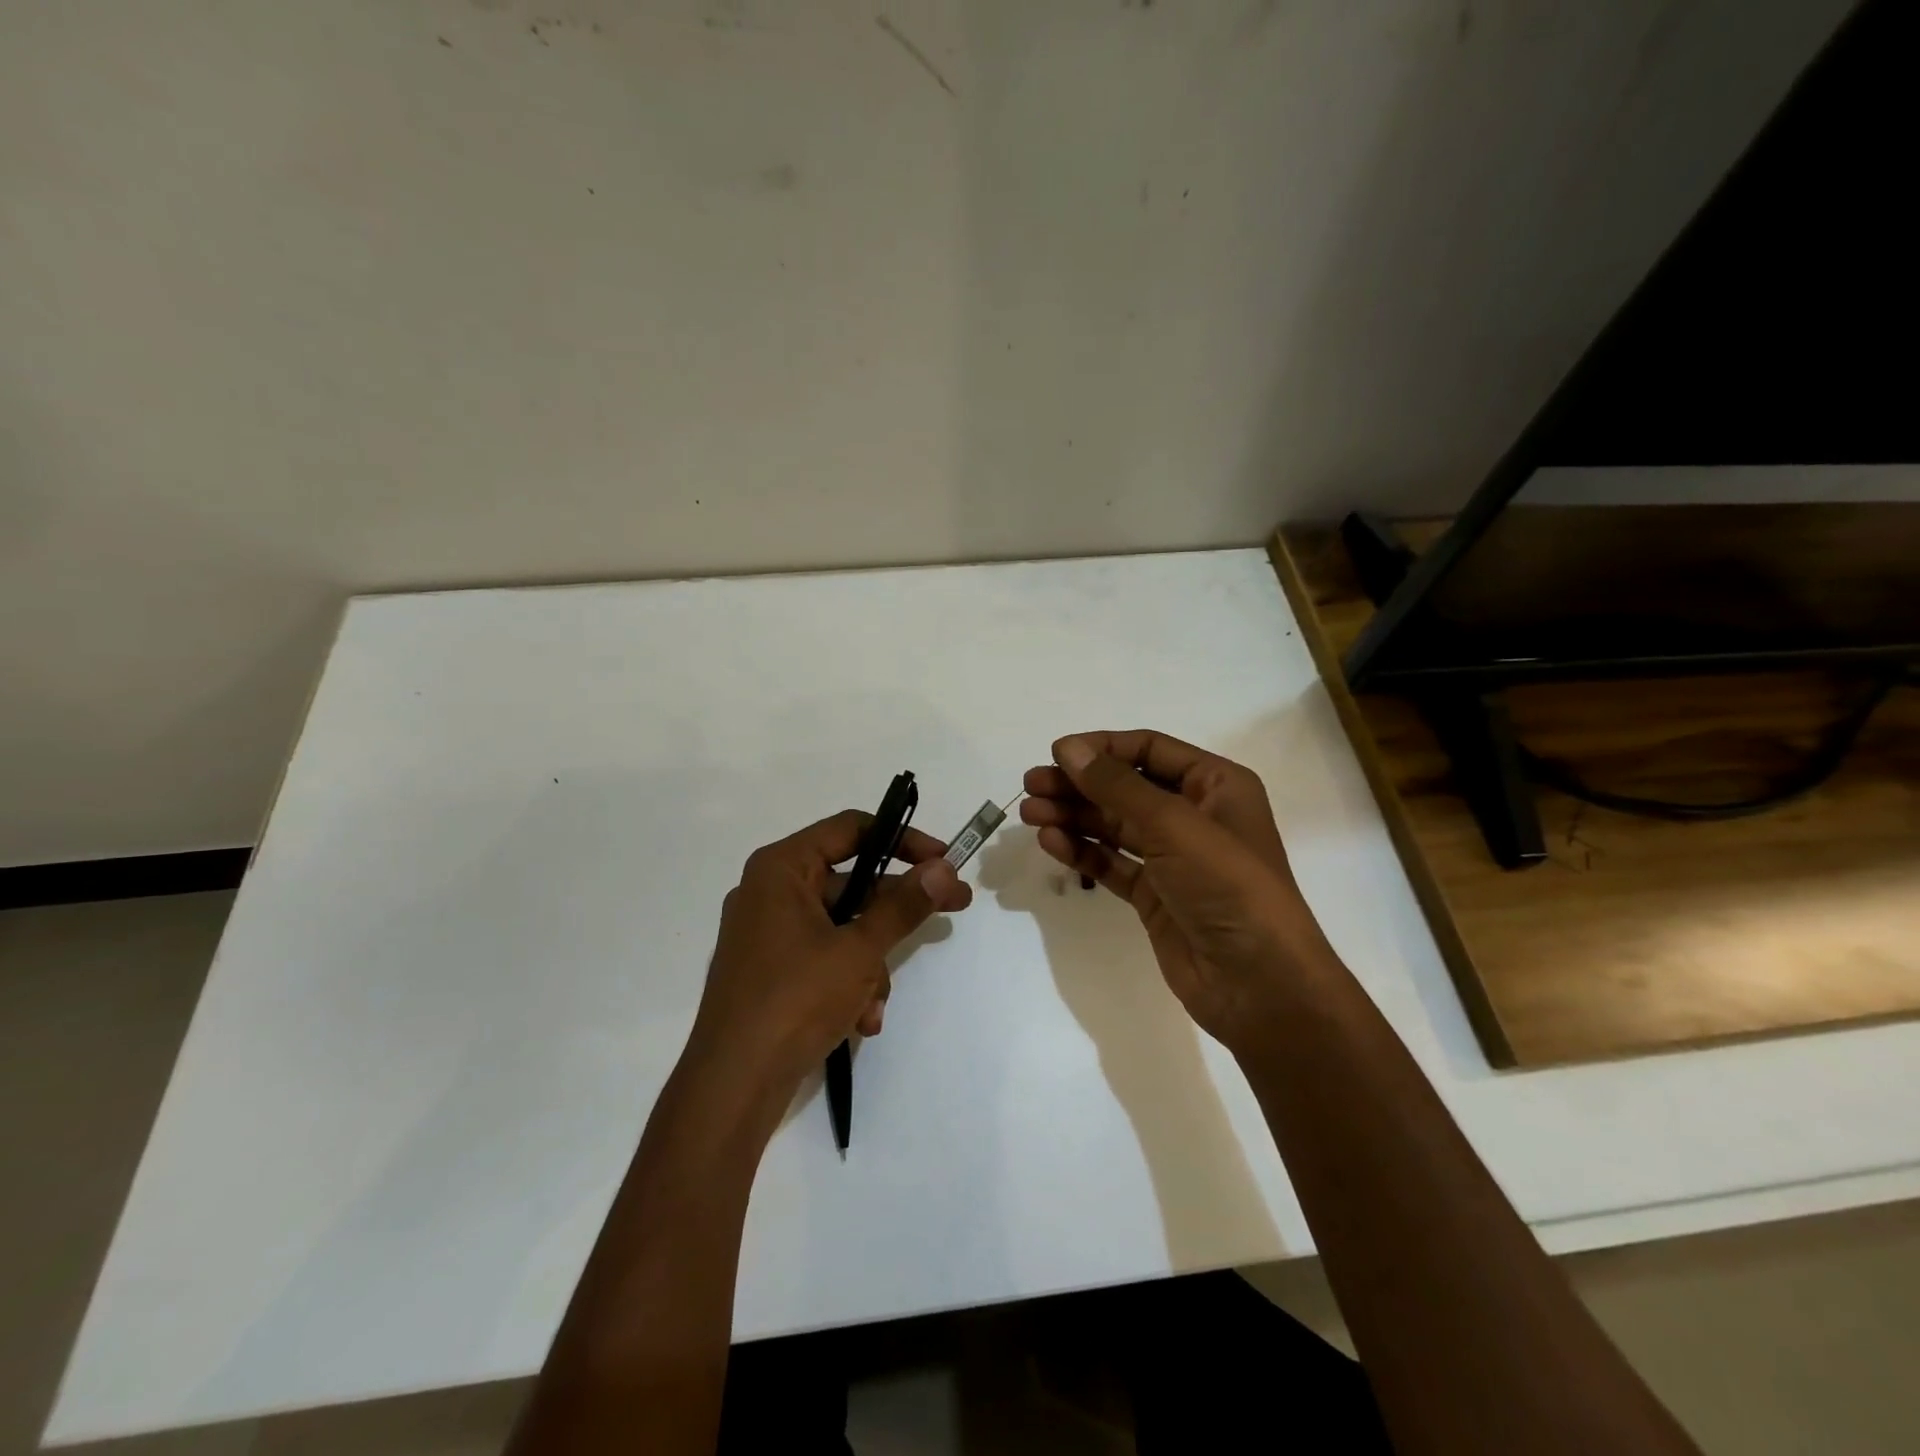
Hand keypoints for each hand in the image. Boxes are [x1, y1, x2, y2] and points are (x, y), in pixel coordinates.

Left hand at [687, 811, 972, 1099]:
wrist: (732, 1086)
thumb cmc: (795, 1000)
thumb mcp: (858, 950)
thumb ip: (903, 906)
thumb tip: (943, 868)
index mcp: (781, 868)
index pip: (852, 829)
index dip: (904, 840)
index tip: (944, 859)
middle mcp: (770, 891)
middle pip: (851, 882)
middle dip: (896, 912)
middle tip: (953, 909)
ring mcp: (767, 933)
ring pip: (842, 927)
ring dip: (870, 963)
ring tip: (876, 1003)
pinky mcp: (769, 970)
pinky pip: (822, 957)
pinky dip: (847, 982)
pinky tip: (860, 1020)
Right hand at [1020, 730, 1329, 1051]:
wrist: (1259, 984)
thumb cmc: (1227, 886)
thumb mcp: (1174, 825)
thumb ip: (1116, 785)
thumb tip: (1067, 748)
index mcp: (1216, 785)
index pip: (1150, 749)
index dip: (1102, 749)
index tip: (1056, 753)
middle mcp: (1195, 815)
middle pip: (1126, 787)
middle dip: (1078, 784)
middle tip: (1031, 785)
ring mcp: (1174, 858)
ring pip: (1114, 825)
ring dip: (1073, 816)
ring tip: (1031, 814)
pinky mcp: (1155, 895)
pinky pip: (1112, 862)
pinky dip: (1082, 851)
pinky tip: (1051, 842)